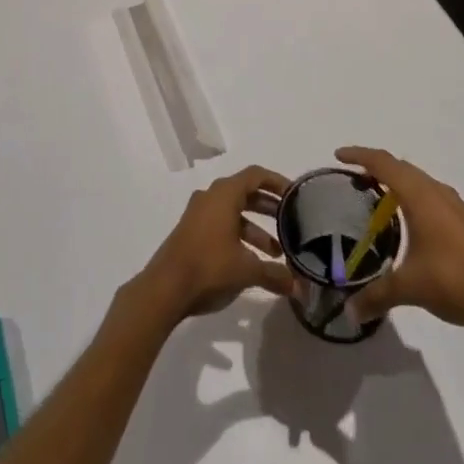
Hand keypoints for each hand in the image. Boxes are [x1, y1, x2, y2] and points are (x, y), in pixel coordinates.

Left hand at [135, 165, 294, 322]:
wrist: (165, 288)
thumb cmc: (209, 267)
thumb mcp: (247, 270)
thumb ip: (274, 274)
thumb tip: (298, 286)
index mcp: (224, 194)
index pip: (256, 175)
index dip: (277, 182)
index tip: (296, 195)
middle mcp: (211, 197)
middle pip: (246, 193)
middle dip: (269, 207)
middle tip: (291, 222)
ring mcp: (199, 214)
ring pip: (234, 212)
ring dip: (256, 228)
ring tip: (276, 253)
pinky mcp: (192, 231)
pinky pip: (222, 224)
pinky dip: (240, 236)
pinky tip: (252, 262)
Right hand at [336, 147, 463, 348]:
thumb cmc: (454, 280)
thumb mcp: (409, 288)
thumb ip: (377, 296)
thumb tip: (349, 312)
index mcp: (418, 195)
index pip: (382, 163)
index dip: (359, 155)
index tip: (338, 156)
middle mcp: (436, 191)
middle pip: (400, 166)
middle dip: (376, 167)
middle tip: (354, 179)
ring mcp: (455, 205)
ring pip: (418, 180)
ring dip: (397, 181)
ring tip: (379, 199)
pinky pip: (431, 195)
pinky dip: (413, 196)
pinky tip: (412, 223)